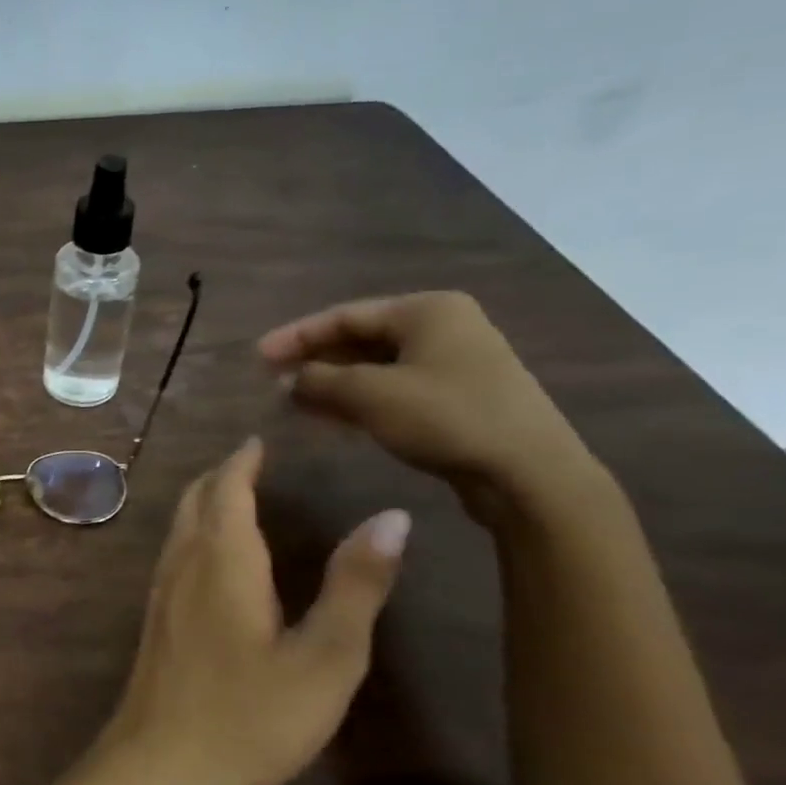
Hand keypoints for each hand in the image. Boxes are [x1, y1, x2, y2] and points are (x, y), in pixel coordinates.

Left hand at [104, 438, 408, 784]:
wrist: (159, 765)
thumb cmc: (250, 716)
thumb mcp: (325, 658)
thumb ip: (355, 585)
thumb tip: (391, 516)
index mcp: (223, 558)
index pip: (227, 488)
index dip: (243, 461)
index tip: (260, 440)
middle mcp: (183, 561)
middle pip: (195, 498)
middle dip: (221, 475)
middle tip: (253, 462)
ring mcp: (160, 589)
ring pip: (179, 524)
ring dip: (205, 501)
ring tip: (237, 497)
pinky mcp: (153, 616)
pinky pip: (174, 550)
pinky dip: (195, 531)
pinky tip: (214, 557)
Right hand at [257, 291, 597, 515]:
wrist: (528, 473)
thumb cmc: (446, 417)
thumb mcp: (370, 394)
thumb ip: (320, 381)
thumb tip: (288, 379)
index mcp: (426, 311)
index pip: (344, 315)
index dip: (295, 336)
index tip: (257, 356)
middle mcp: (442, 328)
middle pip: (359, 339)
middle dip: (314, 360)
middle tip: (272, 379)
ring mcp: (453, 364)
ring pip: (374, 367)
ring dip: (332, 383)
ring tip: (292, 401)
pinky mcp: (456, 398)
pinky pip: (392, 389)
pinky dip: (357, 400)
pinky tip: (329, 417)